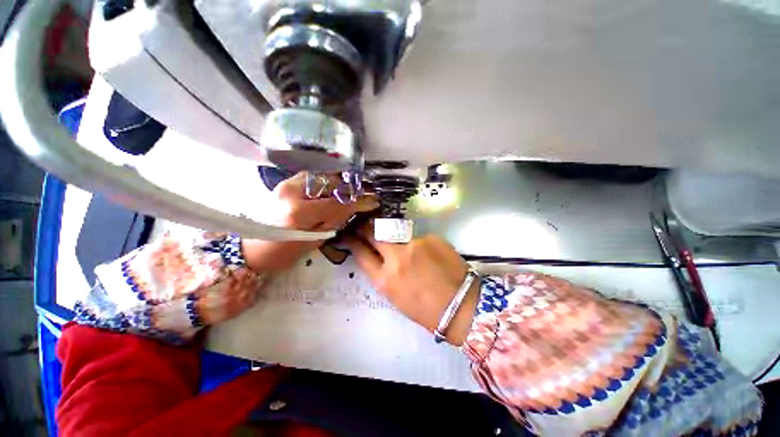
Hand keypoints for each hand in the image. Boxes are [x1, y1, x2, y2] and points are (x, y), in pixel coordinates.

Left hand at [242, 172, 378, 271]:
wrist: (252, 248)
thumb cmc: (284, 252)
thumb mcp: (314, 240)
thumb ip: (336, 219)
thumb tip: (357, 206)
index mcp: (299, 211)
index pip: (337, 201)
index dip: (358, 200)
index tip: (373, 200)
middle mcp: (292, 190)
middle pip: (331, 182)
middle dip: (350, 188)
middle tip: (364, 194)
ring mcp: (287, 183)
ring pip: (322, 176)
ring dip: (339, 183)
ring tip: (350, 192)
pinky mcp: (285, 182)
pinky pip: (313, 177)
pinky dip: (327, 182)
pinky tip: (332, 190)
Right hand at [346, 224, 478, 345]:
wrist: (462, 306)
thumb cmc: (426, 309)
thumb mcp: (395, 296)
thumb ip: (383, 273)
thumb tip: (378, 256)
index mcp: (385, 280)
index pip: (361, 253)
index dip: (353, 242)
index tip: (350, 235)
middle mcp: (396, 258)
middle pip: (374, 233)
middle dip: (366, 228)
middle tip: (365, 225)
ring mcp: (415, 244)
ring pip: (396, 232)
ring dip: (394, 236)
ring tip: (404, 246)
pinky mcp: (431, 237)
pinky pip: (417, 237)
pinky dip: (418, 243)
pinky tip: (428, 254)